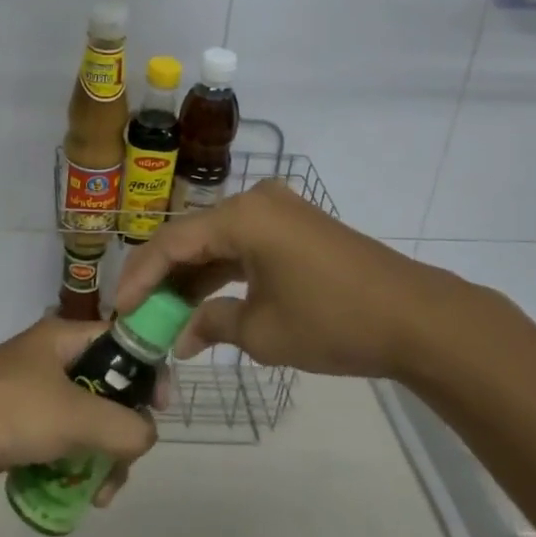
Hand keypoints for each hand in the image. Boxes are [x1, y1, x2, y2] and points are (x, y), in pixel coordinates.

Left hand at [0, 319, 160, 504]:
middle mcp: (51, 359)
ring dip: (102, 457)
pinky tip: (79, 495)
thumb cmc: (10, 410)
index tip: (160, 408)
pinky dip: (75, 466)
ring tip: (100, 493)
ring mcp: (34, 394)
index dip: (147, 369)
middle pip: (108, 388)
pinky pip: (63, 443)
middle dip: (123, 430)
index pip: (121, 340)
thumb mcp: (76, 415)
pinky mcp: (20, 427)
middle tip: (125, 463)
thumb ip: (124, 427)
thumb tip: (146, 437)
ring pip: (87, 422)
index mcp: (63, 338)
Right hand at [115, 181, 482, 381]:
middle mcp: (255, 201)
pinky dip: (224, 273)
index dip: (140, 276)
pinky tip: (207, 304)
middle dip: (164, 277)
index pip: (172, 241)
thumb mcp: (263, 332)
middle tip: (138, 313)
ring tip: (166, 314)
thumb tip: (182, 336)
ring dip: (193, 277)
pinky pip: (245, 245)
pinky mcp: (296, 227)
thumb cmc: (333, 321)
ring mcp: (279, 211)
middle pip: (193, 237)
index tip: (118, 310)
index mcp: (241, 215)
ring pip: (218, 241)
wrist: (416, 318)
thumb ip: (212, 324)